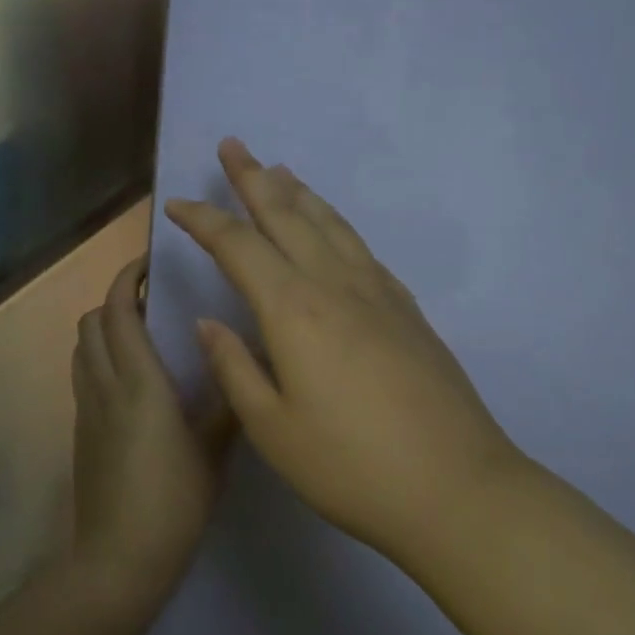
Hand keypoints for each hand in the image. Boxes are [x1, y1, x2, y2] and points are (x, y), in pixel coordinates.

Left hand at [71, 255, 232, 613]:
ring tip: (143, 335)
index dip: (127, 277)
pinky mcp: (80, 432)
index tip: (150, 263)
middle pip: (92, 321)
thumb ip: (230, 399)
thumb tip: (245, 358)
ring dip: (105, 328)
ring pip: (83, 347)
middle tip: (154, 301)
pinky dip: (100, 358)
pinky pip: (83, 376)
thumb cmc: (174, 501)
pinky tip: (133, 381)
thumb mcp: (215, 450)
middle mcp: (104, 385)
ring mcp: (86, 409)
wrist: (119, 559)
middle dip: (116, 299)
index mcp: (139, 382)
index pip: (119, 310)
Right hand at [165, 139, 527, 555]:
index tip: (177, 204)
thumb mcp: (273, 429)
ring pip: (330, 224)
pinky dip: (336, 224)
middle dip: (254, 178)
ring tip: (279, 169)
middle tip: (233, 145)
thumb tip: (210, 322)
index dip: (205, 220)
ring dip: (299, 193)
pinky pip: (361, 248)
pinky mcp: (407, 310)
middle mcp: (336, 285)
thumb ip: (235, 368)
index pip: (239, 246)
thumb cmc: (351, 467)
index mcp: (294, 311)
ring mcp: (379, 293)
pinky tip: (332, 230)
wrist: (457, 489)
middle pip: (289, 215)